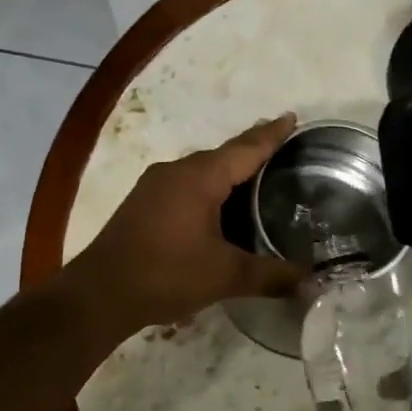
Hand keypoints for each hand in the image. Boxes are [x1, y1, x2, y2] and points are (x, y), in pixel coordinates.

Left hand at [65, 115, 306, 330]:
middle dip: (252, 149)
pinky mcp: (143, 202)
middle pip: (224, 154)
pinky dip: (209, 186)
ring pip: (202, 169)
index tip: (291, 117)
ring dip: (229, 170)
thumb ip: (271, 276)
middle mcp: (177, 171)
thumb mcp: (225, 276)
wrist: (99, 293)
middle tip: (282, 147)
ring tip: (256, 175)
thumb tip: (311, 283)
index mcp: (200, 178)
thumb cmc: (166, 274)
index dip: (271, 135)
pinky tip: (219, 204)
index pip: (245, 149)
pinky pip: (186, 183)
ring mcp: (155, 185)